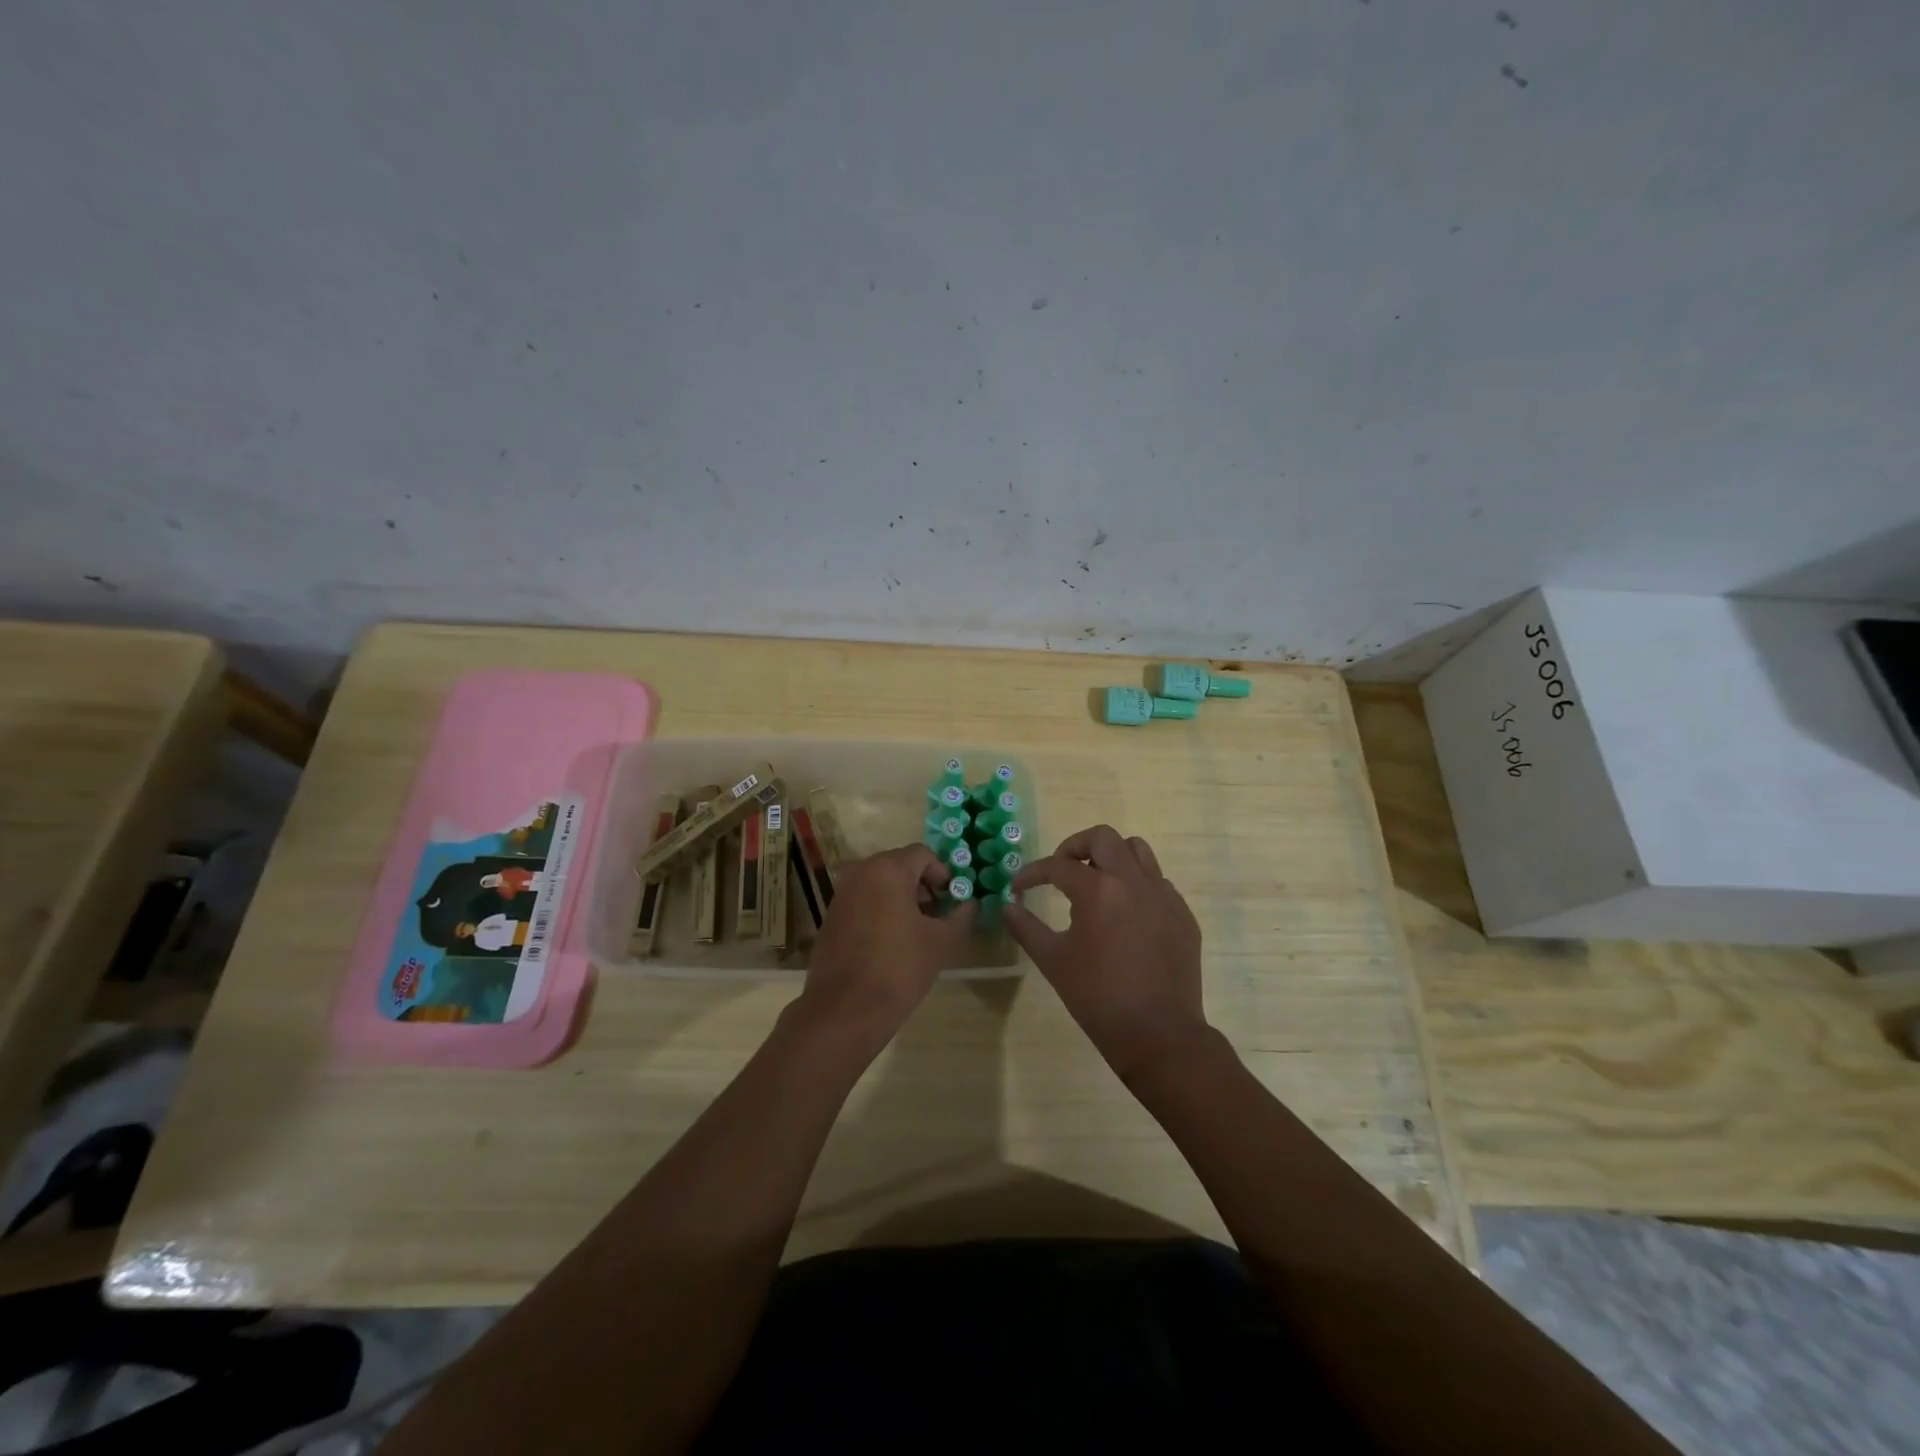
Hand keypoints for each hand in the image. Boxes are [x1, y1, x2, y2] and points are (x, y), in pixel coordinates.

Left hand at [798, 844, 975, 1049]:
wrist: (846, 1009)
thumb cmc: (900, 967)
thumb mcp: (942, 942)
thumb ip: (961, 916)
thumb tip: (970, 904)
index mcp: (888, 869)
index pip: (923, 854)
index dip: (943, 874)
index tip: (952, 901)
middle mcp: (861, 872)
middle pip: (900, 866)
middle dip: (923, 886)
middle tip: (937, 916)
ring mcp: (842, 894)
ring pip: (880, 884)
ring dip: (902, 899)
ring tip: (917, 932)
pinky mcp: (831, 917)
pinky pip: (863, 901)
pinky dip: (881, 911)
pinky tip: (891, 943)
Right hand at [1005, 826, 1208, 1078]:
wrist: (1159, 1034)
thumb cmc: (1098, 998)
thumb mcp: (1053, 961)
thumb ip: (1026, 928)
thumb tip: (1008, 906)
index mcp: (1099, 890)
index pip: (1058, 865)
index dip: (1032, 873)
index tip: (1019, 886)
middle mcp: (1133, 881)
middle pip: (1103, 838)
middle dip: (1075, 847)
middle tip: (1061, 870)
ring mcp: (1164, 895)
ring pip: (1137, 851)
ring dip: (1112, 857)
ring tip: (1096, 882)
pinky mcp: (1182, 914)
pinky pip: (1158, 882)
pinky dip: (1137, 884)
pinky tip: (1125, 914)